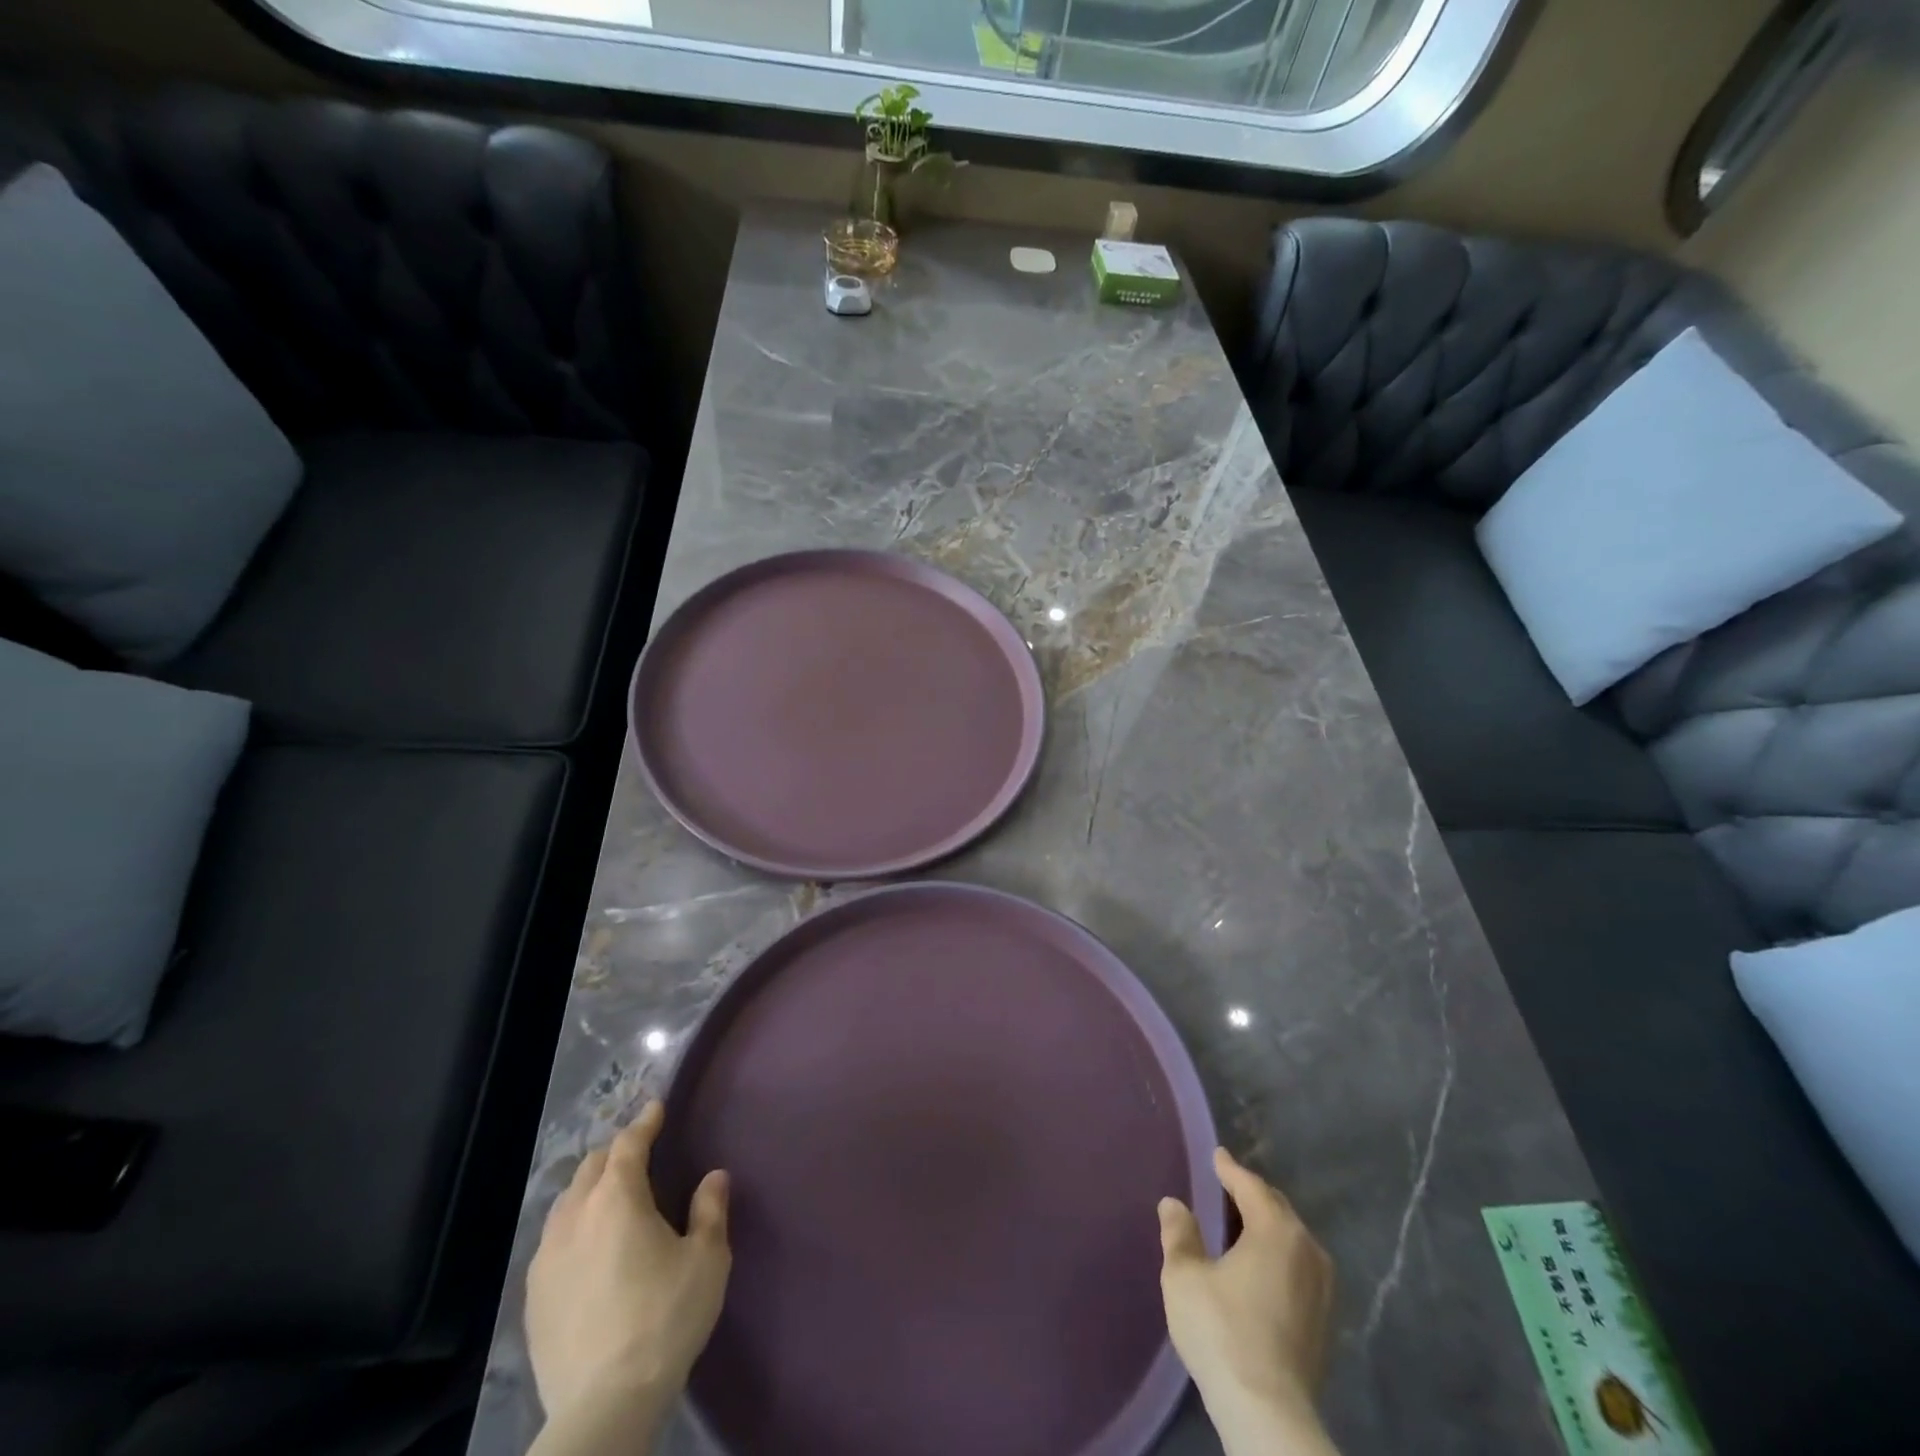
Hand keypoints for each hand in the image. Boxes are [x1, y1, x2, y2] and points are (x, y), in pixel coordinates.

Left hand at [525, 1100, 731, 1424]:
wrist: (602, 1405)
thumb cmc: (663, 1320)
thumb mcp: (706, 1260)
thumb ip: (710, 1210)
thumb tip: (713, 1176)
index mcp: (617, 1199)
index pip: (628, 1144)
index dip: (644, 1122)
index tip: (656, 1108)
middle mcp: (575, 1217)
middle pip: (592, 1167)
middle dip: (616, 1151)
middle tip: (639, 1152)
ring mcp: (547, 1258)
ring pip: (567, 1202)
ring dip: (590, 1187)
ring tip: (611, 1196)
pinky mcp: (533, 1297)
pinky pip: (553, 1240)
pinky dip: (573, 1225)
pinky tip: (586, 1246)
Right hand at [1159, 1148, 1336, 1454]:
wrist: (1268, 1414)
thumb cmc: (1222, 1331)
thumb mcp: (1185, 1276)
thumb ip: (1179, 1233)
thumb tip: (1174, 1204)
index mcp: (1276, 1230)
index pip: (1251, 1186)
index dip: (1230, 1169)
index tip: (1217, 1156)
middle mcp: (1307, 1250)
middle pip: (1277, 1209)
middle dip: (1252, 1195)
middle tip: (1226, 1188)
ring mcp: (1323, 1288)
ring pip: (1292, 1240)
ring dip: (1267, 1227)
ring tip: (1241, 1226)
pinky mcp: (1325, 1322)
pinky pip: (1299, 1267)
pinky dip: (1278, 1256)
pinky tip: (1259, 1268)